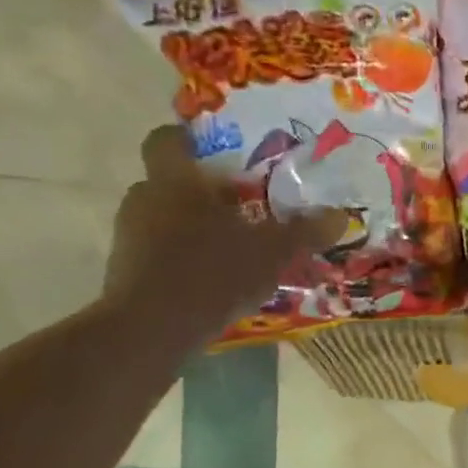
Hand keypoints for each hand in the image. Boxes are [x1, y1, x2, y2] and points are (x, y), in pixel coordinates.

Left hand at [103, 126, 344, 341]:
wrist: (152, 328)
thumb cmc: (213, 271)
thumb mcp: (273, 251)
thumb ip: (305, 231)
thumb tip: (340, 216)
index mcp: (175, 181)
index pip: (167, 140)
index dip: (189, 140)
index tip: (216, 152)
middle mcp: (145, 199)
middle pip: (171, 183)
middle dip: (204, 192)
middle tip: (243, 206)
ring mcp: (130, 236)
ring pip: (165, 219)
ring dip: (194, 228)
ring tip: (234, 248)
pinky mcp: (127, 271)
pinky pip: (159, 252)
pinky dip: (184, 259)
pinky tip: (215, 280)